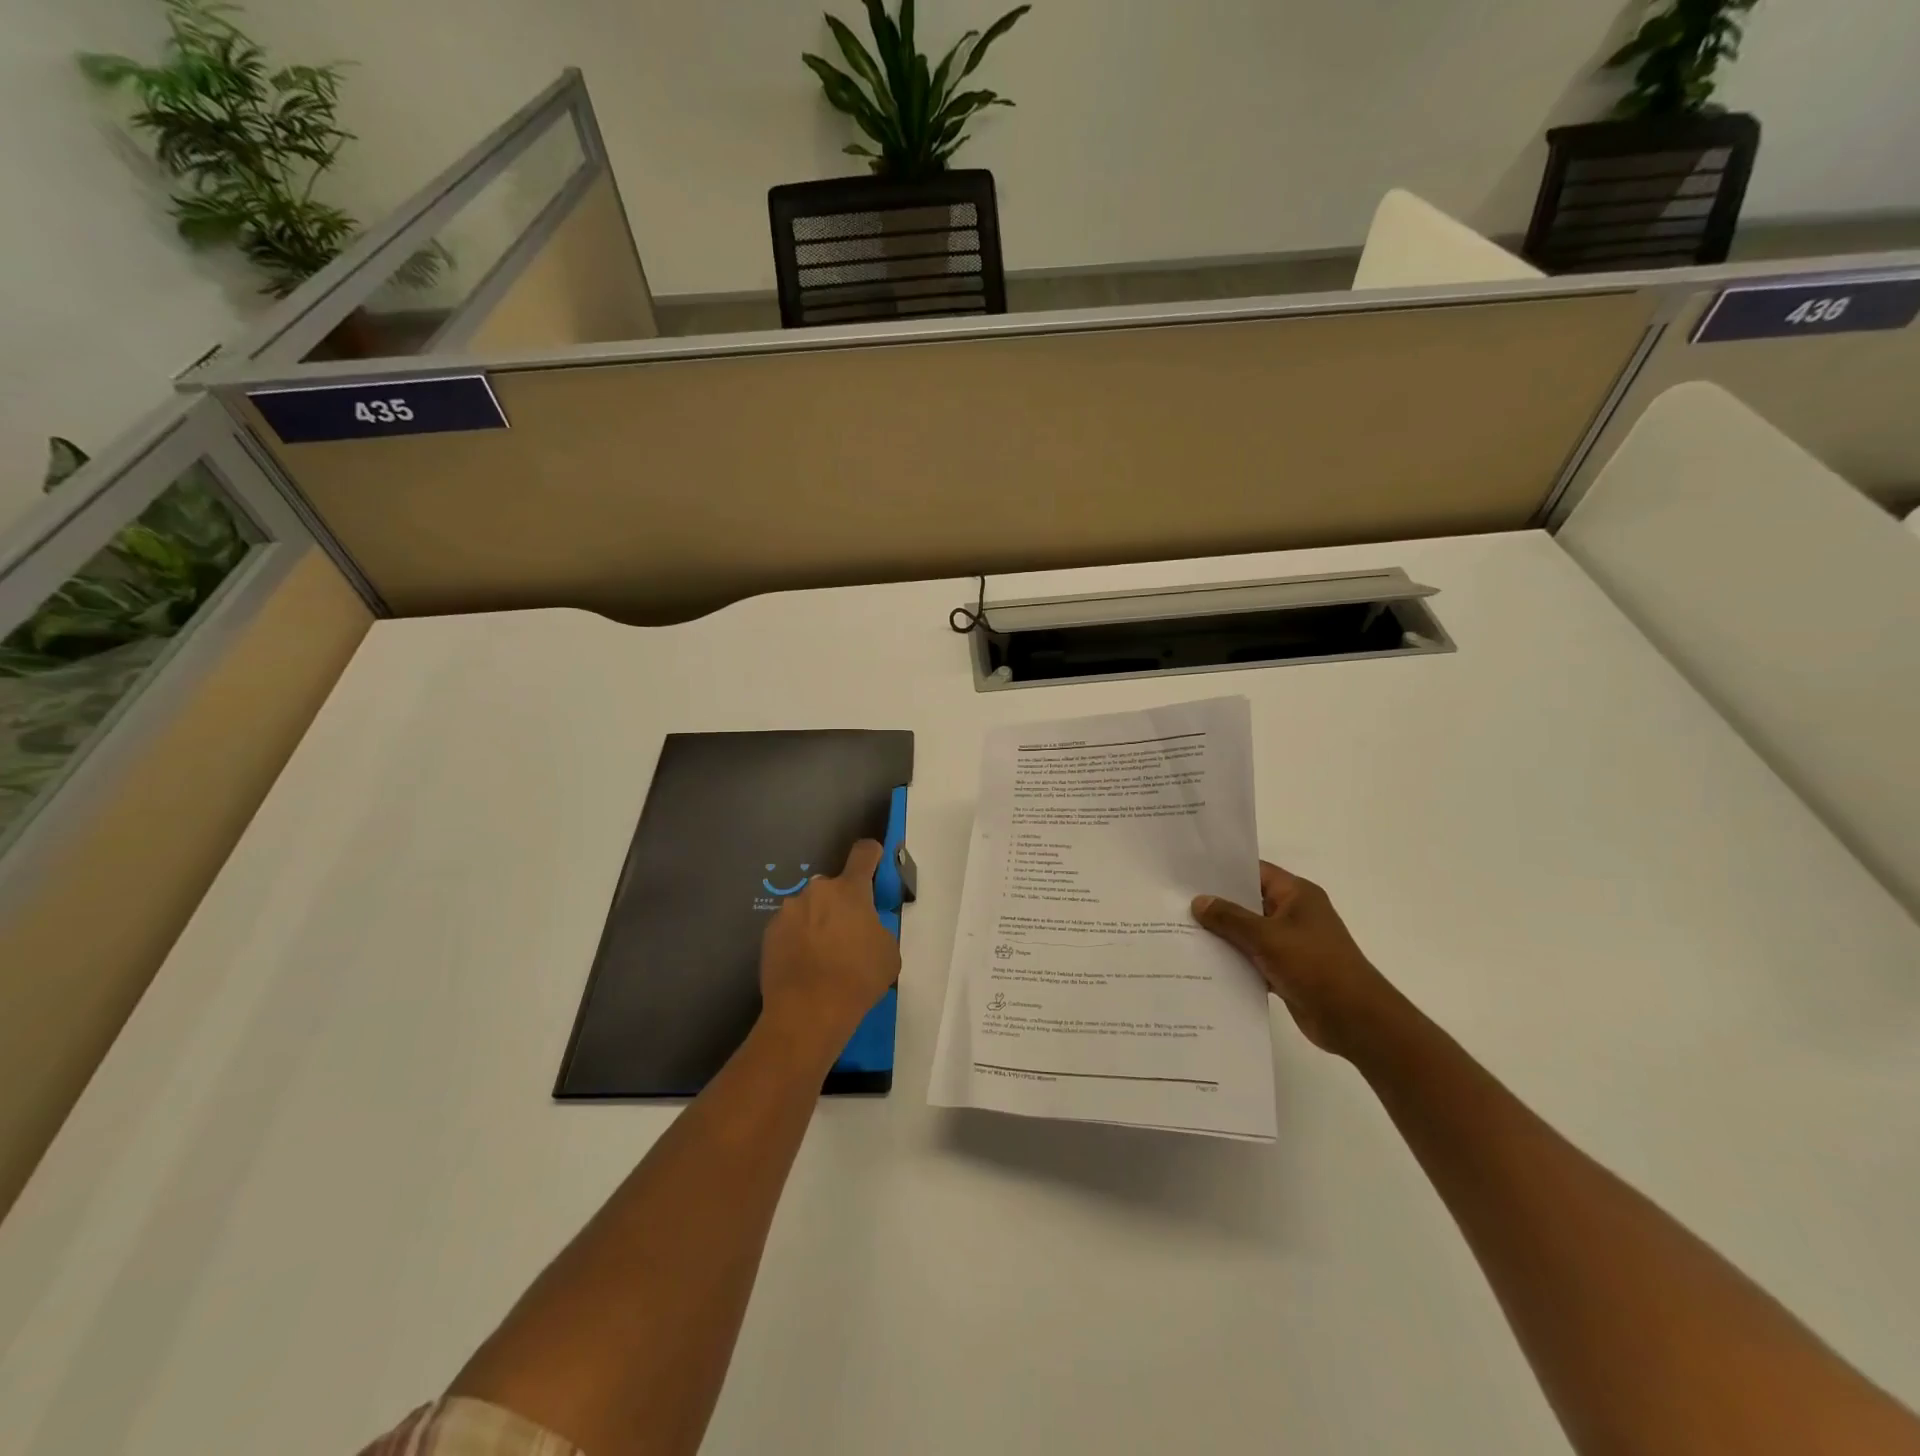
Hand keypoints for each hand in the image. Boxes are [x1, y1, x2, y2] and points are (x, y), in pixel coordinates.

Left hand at [759, 839, 901, 1064]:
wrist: (807, 1012)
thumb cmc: (857, 978)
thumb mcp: (888, 951)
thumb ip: (877, 928)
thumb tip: (865, 928)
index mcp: (850, 890)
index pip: (863, 853)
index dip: (871, 854)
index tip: (874, 860)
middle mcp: (816, 891)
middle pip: (833, 888)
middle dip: (840, 904)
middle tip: (847, 934)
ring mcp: (788, 911)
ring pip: (809, 908)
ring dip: (817, 921)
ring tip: (822, 955)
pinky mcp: (768, 933)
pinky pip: (790, 928)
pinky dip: (798, 939)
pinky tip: (803, 965)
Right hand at [1192, 862, 1394, 1057]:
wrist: (1356, 1021)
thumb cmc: (1315, 966)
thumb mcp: (1268, 937)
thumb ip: (1230, 918)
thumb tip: (1199, 902)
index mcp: (1297, 895)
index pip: (1254, 872)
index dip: (1223, 871)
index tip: (1188, 873)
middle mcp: (1294, 914)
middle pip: (1248, 902)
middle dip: (1216, 905)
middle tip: (1175, 903)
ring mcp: (1291, 943)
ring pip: (1248, 933)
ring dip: (1223, 936)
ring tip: (1181, 932)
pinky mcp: (1287, 970)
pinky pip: (1253, 959)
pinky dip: (1234, 961)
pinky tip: (1203, 964)